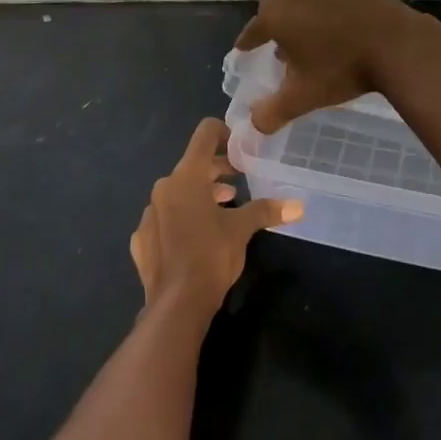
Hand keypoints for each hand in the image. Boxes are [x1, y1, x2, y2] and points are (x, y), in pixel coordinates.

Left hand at [130, 119, 301, 312]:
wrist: (176, 307)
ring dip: (200, 196)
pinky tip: (194, 238)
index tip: (239, 146)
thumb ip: (267, 211)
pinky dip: (179, 221)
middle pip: (192, 165)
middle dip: (216, 171)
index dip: (223, 132)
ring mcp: (148, 214)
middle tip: (239, 181)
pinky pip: (163, 220)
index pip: (204, 134)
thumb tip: (299, 206)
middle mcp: (163, 188)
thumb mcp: (242, 229)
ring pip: (177, 193)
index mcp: (187, 176)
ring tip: (223, 209)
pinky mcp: (141, 240)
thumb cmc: (211, 256)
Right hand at [234, 0, 440, 133]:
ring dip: (302, 16)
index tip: (244, 50)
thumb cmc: (341, 68)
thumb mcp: (302, 97)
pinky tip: (338, 28)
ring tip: (312, 40)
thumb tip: (253, 125)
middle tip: (284, 53)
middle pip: (277, 11)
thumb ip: (271, 113)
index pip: (252, 30)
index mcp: (275, 14)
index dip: (248, 43)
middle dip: (278, 30)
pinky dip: (326, 9)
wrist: (395, 43)